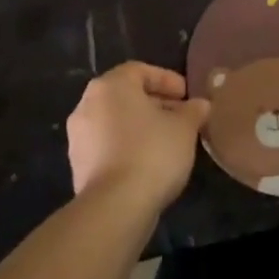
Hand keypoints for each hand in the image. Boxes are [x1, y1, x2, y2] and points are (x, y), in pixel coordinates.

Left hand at [66, 63, 210, 212]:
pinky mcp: (77, 165)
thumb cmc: (152, 152)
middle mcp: (87, 105)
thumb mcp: (184, 128)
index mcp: (110, 86)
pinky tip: (149, 162)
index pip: (141, 71)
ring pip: (115, 121)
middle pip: (125, 95)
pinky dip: (127, 146)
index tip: (187, 95)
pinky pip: (107, 145)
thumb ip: (193, 111)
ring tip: (168, 141)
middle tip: (180, 117)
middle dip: (155, 103)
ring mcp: (78, 137)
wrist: (114, 207)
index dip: (167, 80)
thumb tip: (200, 105)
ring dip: (140, 126)